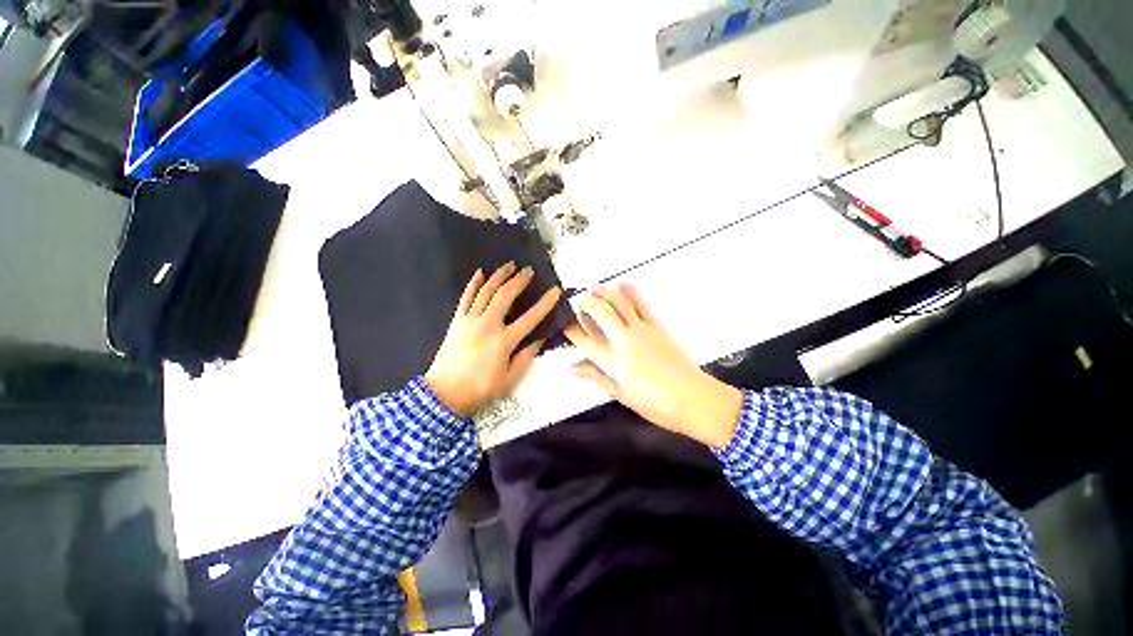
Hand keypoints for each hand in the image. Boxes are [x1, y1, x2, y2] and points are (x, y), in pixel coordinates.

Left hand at [425, 263, 561, 416]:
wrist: (444, 394)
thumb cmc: (480, 389)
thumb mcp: (509, 379)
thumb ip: (525, 357)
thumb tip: (539, 340)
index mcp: (503, 341)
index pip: (530, 318)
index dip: (545, 303)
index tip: (554, 291)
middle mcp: (487, 326)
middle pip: (505, 296)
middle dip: (519, 280)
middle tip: (529, 270)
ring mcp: (470, 321)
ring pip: (486, 291)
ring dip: (499, 276)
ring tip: (509, 265)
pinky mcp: (457, 321)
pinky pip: (465, 297)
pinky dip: (473, 284)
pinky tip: (480, 273)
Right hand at [565, 283, 743, 447]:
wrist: (694, 398)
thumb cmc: (656, 404)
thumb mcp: (621, 394)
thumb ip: (596, 376)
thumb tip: (572, 368)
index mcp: (612, 361)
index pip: (584, 340)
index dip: (571, 330)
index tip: (565, 325)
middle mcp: (623, 340)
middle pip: (599, 313)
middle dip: (585, 303)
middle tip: (578, 301)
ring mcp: (641, 330)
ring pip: (619, 303)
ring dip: (604, 292)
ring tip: (593, 286)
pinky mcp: (657, 325)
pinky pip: (641, 305)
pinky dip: (631, 292)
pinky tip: (622, 284)